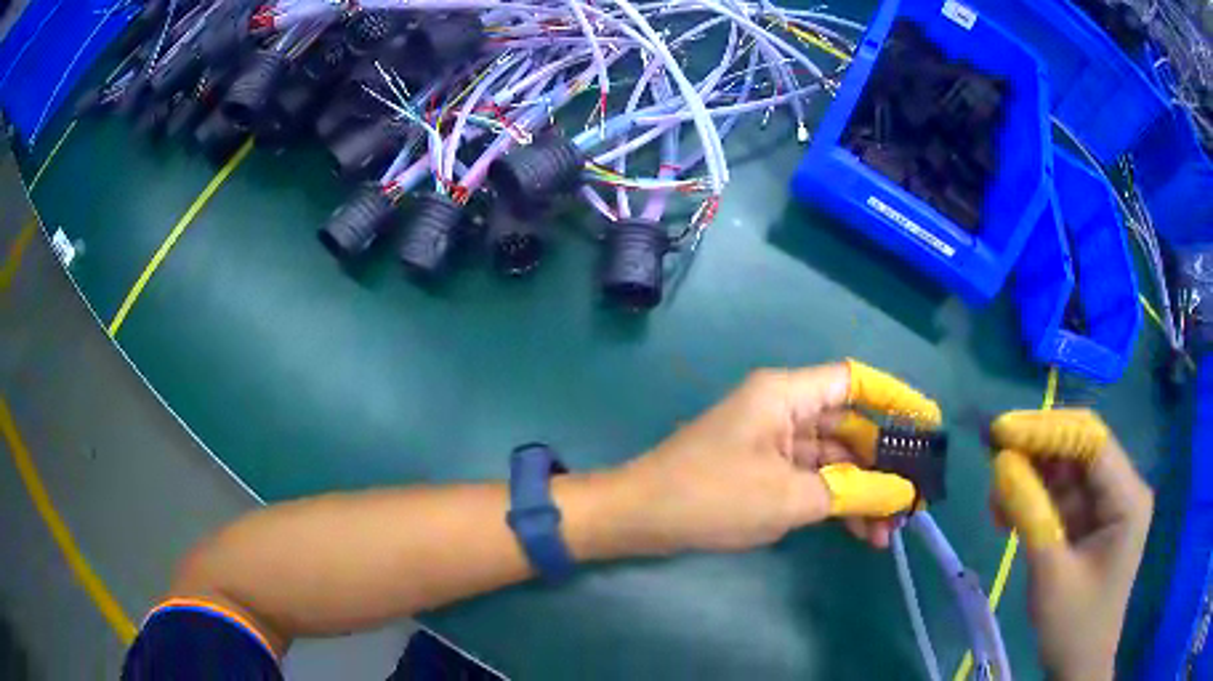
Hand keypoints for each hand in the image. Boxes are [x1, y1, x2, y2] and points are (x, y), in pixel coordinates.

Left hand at [618, 360, 941, 554]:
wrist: (640, 518)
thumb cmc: (713, 496)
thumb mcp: (790, 498)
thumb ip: (852, 492)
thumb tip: (902, 492)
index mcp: (787, 395)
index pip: (854, 381)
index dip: (895, 397)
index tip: (927, 421)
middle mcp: (783, 409)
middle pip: (848, 427)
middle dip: (882, 465)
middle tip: (913, 498)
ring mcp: (772, 442)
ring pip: (832, 460)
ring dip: (861, 492)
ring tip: (891, 530)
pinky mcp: (763, 470)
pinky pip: (811, 479)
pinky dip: (834, 502)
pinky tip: (860, 532)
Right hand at [989, 409, 1152, 680]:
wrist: (1079, 666)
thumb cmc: (1073, 626)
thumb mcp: (1050, 573)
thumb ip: (1030, 514)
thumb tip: (999, 464)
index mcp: (1127, 497)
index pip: (1090, 440)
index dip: (1046, 430)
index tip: (1000, 432)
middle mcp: (1123, 488)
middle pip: (1080, 447)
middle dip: (1037, 448)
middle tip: (993, 453)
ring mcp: (1109, 503)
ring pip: (1068, 469)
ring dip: (1031, 475)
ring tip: (996, 496)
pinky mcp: (1093, 519)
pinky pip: (1063, 495)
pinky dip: (1035, 498)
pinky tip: (1008, 513)